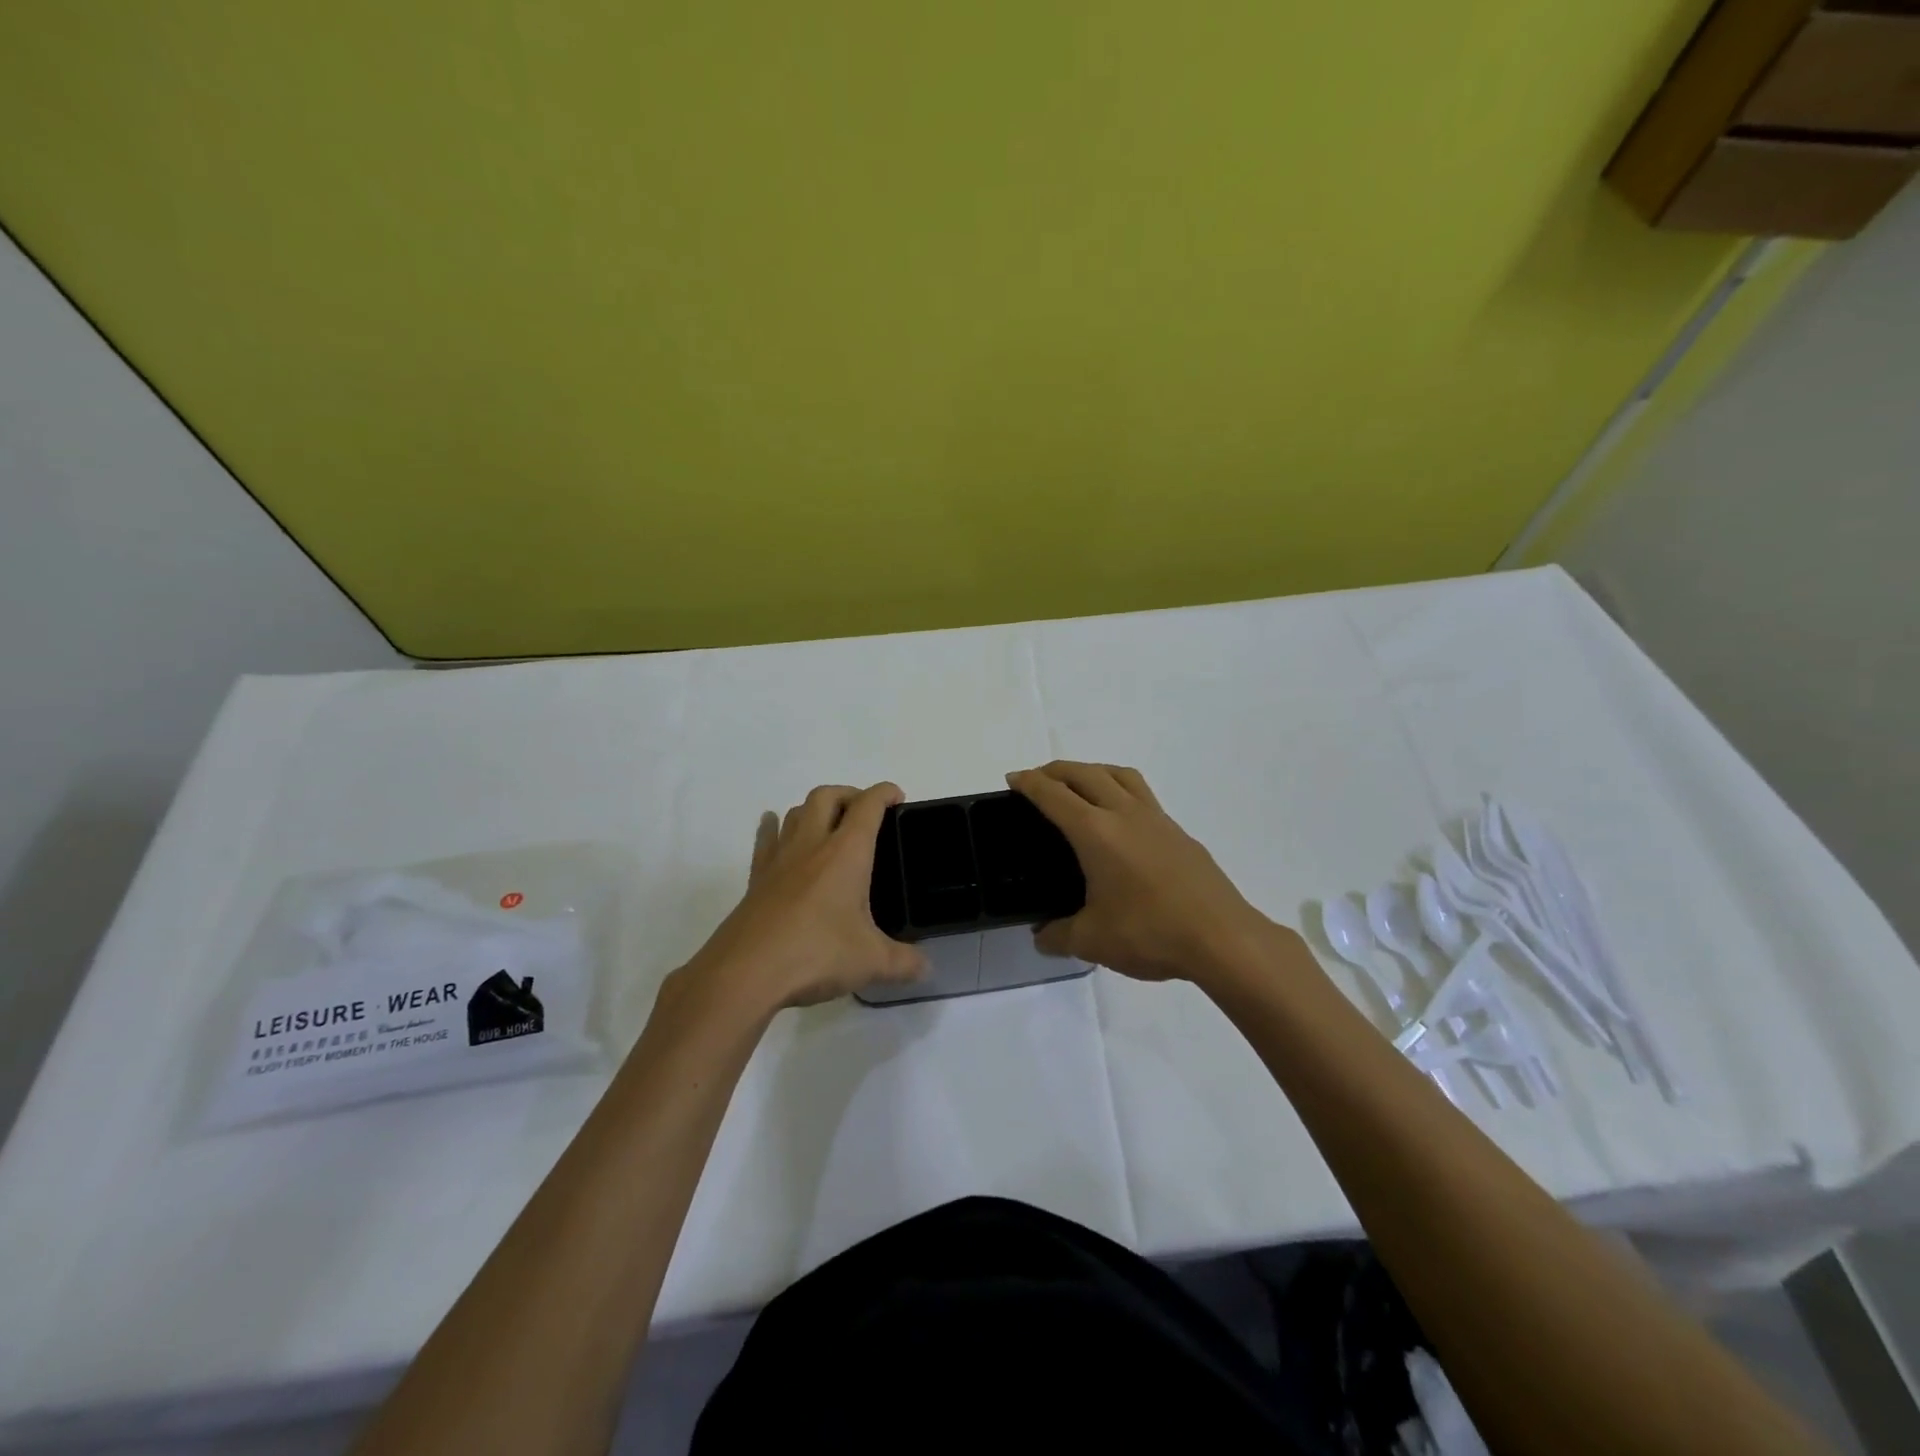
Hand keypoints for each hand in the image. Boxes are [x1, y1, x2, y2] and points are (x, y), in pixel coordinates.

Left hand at [680, 783, 926, 1015]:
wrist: (745, 972)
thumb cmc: (816, 954)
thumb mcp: (871, 962)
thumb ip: (904, 962)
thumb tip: (927, 968)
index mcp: (846, 853)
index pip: (868, 806)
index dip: (885, 793)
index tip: (897, 796)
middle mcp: (812, 845)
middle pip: (827, 796)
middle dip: (850, 794)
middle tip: (865, 812)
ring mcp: (780, 860)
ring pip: (796, 812)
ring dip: (815, 808)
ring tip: (828, 823)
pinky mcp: (756, 879)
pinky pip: (765, 840)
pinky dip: (773, 826)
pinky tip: (773, 825)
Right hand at [1007, 762, 1276, 984]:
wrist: (1222, 938)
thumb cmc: (1150, 933)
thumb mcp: (1092, 941)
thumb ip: (1059, 935)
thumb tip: (1042, 935)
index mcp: (1095, 832)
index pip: (1053, 795)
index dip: (1028, 783)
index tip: (1013, 779)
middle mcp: (1124, 813)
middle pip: (1084, 773)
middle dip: (1056, 770)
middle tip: (1037, 780)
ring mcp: (1156, 819)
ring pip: (1119, 774)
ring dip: (1092, 770)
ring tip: (1079, 785)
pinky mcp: (1178, 832)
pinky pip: (1142, 794)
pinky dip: (1120, 790)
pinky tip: (1120, 821)